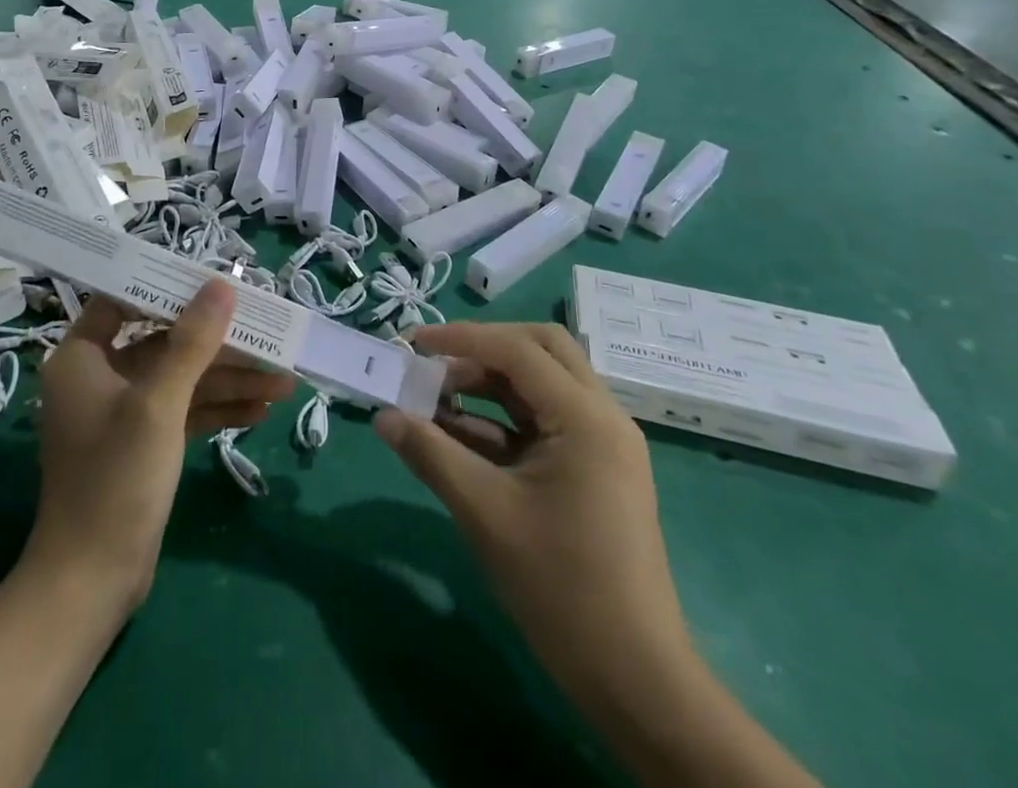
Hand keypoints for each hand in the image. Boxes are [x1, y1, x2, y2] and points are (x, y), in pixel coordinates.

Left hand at [27, 280, 293, 614]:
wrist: (92, 582)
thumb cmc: (115, 479)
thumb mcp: (159, 404)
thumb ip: (192, 342)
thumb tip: (221, 285)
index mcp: (82, 357)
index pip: (123, 300)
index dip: (166, 288)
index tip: (212, 282)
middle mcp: (100, 376)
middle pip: (164, 341)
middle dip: (218, 344)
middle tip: (267, 333)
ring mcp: (123, 412)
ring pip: (181, 378)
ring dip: (229, 379)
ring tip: (284, 379)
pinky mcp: (143, 442)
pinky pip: (184, 410)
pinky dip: (218, 408)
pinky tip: (261, 408)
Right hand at [373, 322, 690, 703]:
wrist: (634, 679)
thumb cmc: (560, 586)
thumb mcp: (484, 512)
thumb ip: (430, 453)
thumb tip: (383, 416)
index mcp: (585, 417)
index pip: (518, 350)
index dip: (461, 338)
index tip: (413, 342)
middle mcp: (602, 417)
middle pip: (541, 350)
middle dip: (483, 349)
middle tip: (436, 365)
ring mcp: (602, 444)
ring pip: (542, 385)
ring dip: (490, 384)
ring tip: (436, 401)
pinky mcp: (595, 470)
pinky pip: (544, 423)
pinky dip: (503, 420)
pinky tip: (460, 436)